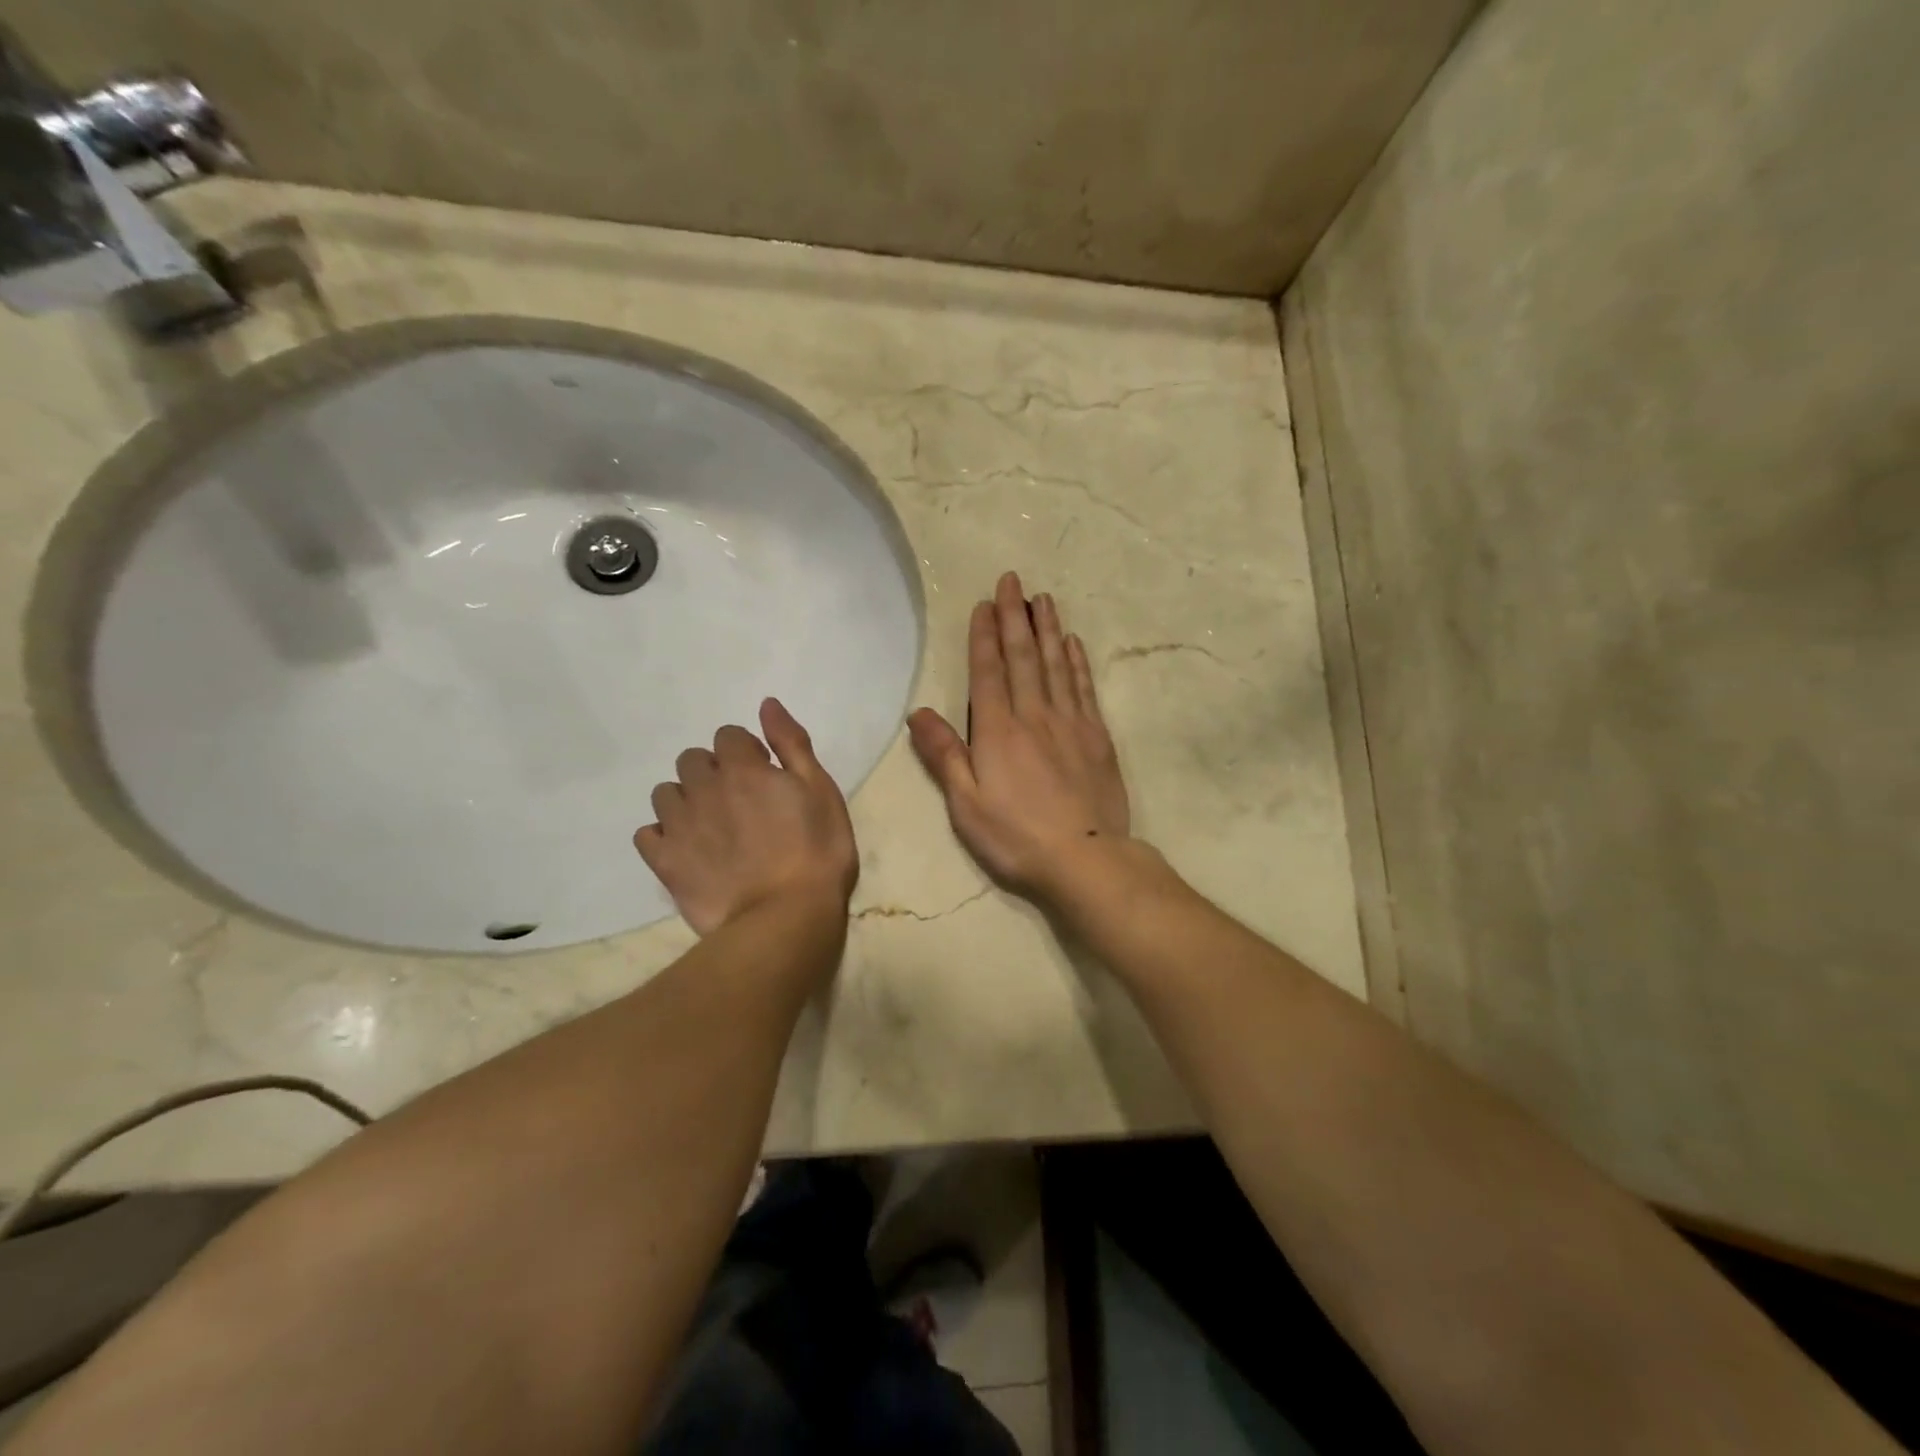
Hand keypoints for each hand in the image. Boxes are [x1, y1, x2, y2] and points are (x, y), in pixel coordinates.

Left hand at [634, 698, 857, 935]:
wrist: (785, 918)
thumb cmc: (817, 853)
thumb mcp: (821, 791)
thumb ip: (792, 745)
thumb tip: (766, 704)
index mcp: (743, 768)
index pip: (728, 735)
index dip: (747, 752)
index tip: (765, 776)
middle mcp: (704, 788)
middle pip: (692, 759)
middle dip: (712, 772)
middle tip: (740, 802)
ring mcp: (680, 826)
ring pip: (666, 793)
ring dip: (686, 800)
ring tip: (712, 827)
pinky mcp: (665, 862)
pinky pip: (647, 834)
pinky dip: (663, 835)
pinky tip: (687, 850)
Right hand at [908, 572, 1132, 903]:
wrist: (1086, 858)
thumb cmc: (1016, 837)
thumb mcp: (966, 805)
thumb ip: (944, 756)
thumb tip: (918, 713)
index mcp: (998, 731)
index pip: (989, 672)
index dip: (985, 636)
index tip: (985, 604)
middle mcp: (1034, 716)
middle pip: (1023, 657)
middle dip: (1016, 616)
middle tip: (1013, 581)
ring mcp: (1070, 723)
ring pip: (1056, 664)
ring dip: (1048, 629)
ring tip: (1043, 598)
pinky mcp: (1097, 737)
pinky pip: (1083, 688)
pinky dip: (1076, 662)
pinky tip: (1072, 644)